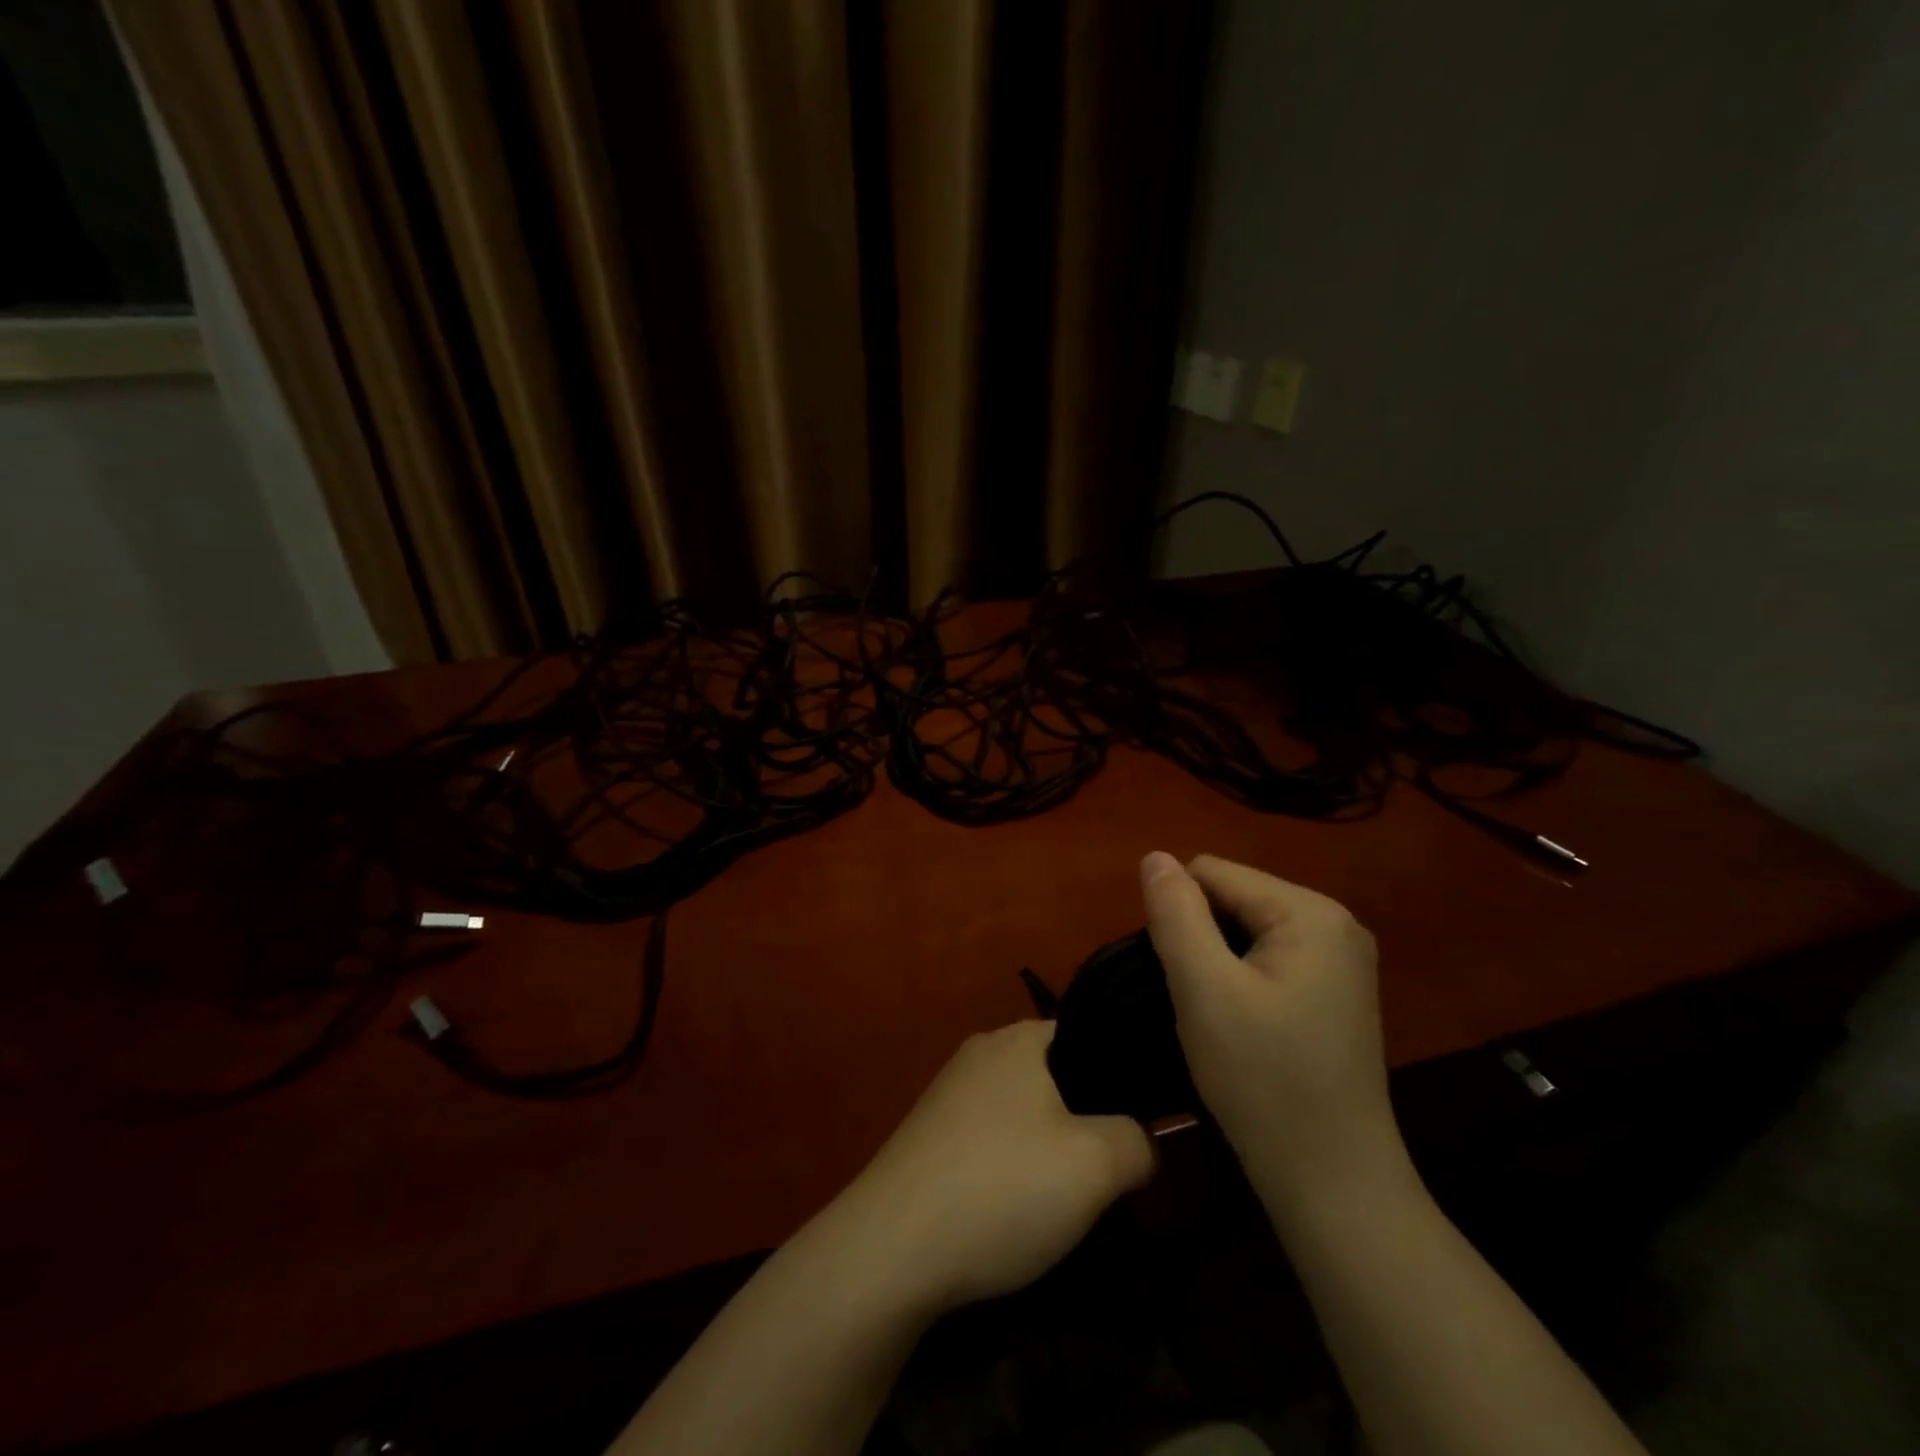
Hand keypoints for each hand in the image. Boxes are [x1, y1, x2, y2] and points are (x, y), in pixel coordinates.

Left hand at [832, 1021, 1153, 1312]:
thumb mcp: (1096, 1166)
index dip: (1121, 1073)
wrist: (891, 1247)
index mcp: (1019, 1038)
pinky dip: (1012, 1163)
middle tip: (1115, 1163)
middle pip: (1055, 1074)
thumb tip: (1143, 1140)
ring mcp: (949, 1093)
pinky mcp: (929, 1135)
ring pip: (1022, 1109)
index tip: (1147, 1118)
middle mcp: (980, 1051)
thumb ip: (1139, 1142)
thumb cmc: (1001, 1187)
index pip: (1087, 1033)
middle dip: (1087, 1115)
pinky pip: (990, 1137)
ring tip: (1073, 1192)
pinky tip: (1019, 1206)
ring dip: (1050, 1145)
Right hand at [1140, 852, 1405, 1204]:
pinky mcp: (1336, 992)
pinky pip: (1269, 958)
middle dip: (1201, 938)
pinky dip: (1242, 980)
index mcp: (1310, 911)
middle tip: (1198, 1002)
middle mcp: (1336, 922)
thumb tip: (1154, 856)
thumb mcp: (1204, 990)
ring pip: (1247, 930)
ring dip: (1218, 962)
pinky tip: (1243, 1025)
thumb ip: (1175, 914)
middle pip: (1234, 897)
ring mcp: (1342, 959)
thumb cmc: (1263, 1080)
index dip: (1179, 916)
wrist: (1333, 1183)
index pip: (1214, 873)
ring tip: (1218, 1016)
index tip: (1180, 976)